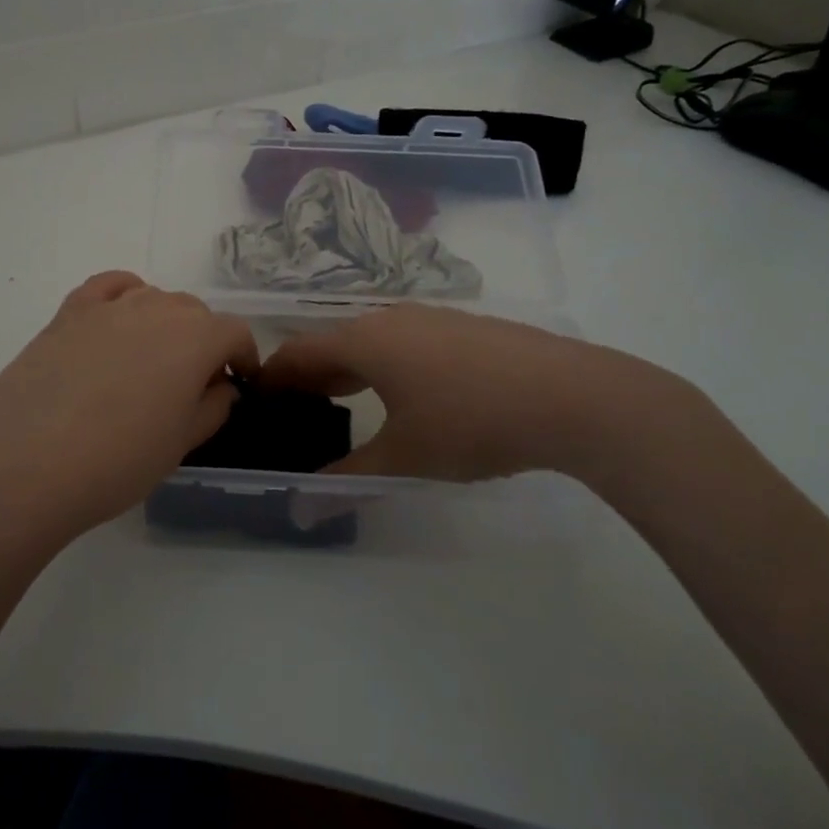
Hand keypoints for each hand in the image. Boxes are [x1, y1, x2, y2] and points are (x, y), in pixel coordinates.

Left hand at [0, 272, 258, 544]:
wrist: (24, 464)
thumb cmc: (117, 461)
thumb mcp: (181, 443)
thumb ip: (212, 408)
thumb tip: (221, 386)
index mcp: (195, 338)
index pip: (234, 333)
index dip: (243, 357)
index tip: (239, 383)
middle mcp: (156, 309)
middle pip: (195, 312)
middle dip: (205, 341)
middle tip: (194, 384)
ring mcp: (108, 307)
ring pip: (153, 298)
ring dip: (166, 323)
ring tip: (153, 362)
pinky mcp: (68, 313)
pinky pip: (108, 287)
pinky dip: (125, 294)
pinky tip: (120, 318)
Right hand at [260, 304, 703, 483]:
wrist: (571, 395)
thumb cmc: (472, 422)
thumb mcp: (404, 458)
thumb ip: (347, 479)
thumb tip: (300, 509)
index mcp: (364, 341)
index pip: (298, 352)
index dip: (273, 377)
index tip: (257, 401)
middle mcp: (390, 318)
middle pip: (332, 342)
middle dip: (309, 375)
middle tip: (296, 411)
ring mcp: (430, 318)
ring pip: (371, 339)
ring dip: (348, 368)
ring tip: (343, 402)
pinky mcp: (463, 327)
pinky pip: (404, 340)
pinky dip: (384, 363)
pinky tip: (405, 392)